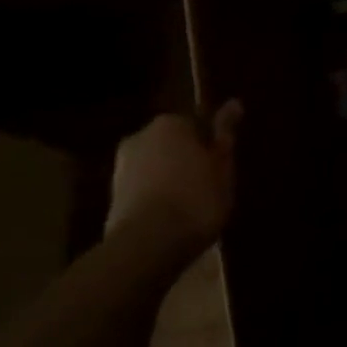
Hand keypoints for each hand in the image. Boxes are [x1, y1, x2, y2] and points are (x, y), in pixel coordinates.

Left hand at [107, 101, 241, 245]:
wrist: (147, 244)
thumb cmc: (196, 198)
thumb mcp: (222, 167)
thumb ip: (225, 134)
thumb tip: (234, 103)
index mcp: (170, 123)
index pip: (198, 124)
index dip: (212, 146)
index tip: (223, 166)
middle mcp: (141, 136)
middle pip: (173, 144)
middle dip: (188, 160)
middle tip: (210, 186)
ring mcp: (121, 166)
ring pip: (157, 167)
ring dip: (172, 179)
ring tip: (192, 205)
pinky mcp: (112, 196)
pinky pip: (144, 189)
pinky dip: (158, 197)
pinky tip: (172, 217)